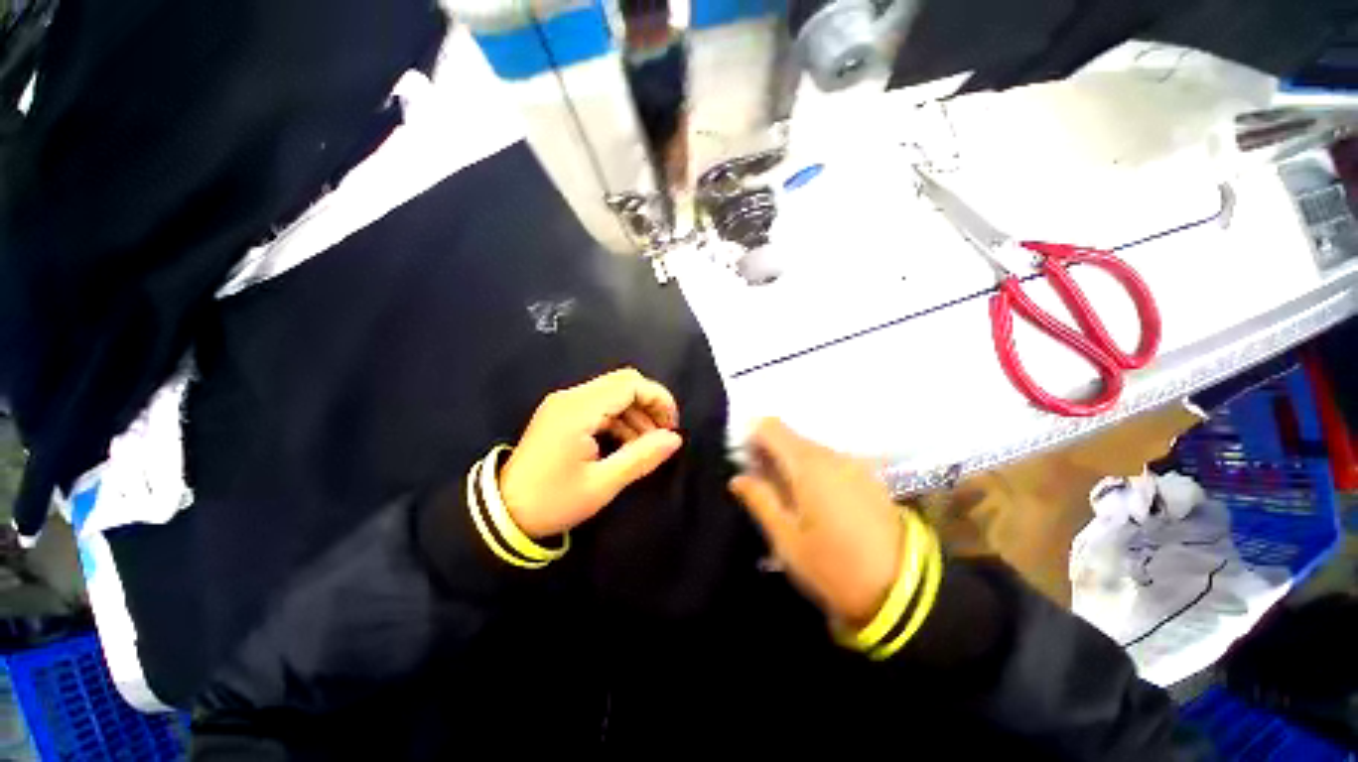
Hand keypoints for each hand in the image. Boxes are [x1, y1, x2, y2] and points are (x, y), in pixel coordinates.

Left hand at [500, 368, 682, 537]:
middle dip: (650, 403)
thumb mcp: (602, 484)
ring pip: (613, 392)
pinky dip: (620, 418)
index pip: (630, 385)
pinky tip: (629, 442)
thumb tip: (674, 439)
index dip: (658, 399)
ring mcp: (564, 403)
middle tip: (664, 433)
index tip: (673, 425)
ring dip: (636, 412)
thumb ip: (641, 457)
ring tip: (649, 443)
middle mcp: (571, 397)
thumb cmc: (553, 501)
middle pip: (623, 382)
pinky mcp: (562, 413)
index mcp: (578, 409)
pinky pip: (600, 405)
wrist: (502, 513)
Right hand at [729, 418, 902, 627]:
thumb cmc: (834, 566)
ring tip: (787, 495)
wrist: (904, 590)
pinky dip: (814, 469)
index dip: (752, 436)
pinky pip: (831, 461)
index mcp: (807, 464)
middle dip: (770, 451)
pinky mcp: (869, 476)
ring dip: (792, 462)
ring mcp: (854, 463)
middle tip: (761, 482)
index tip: (744, 460)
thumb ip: (760, 500)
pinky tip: (816, 500)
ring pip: (810, 448)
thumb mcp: (786, 539)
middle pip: (790, 436)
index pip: (771, 427)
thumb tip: (738, 478)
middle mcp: (831, 454)